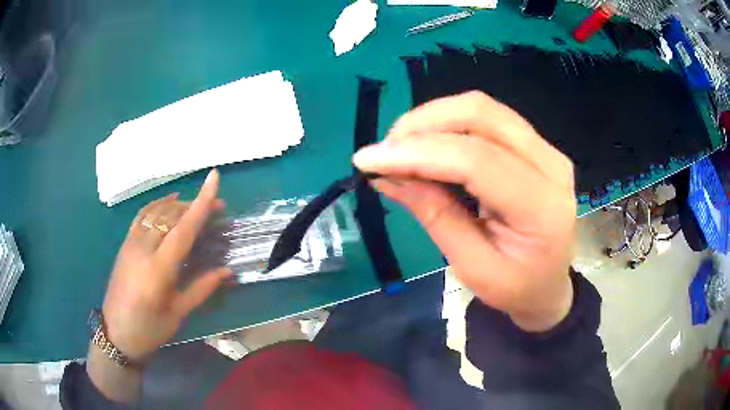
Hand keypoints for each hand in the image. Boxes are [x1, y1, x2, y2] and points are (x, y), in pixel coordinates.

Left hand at [101, 169, 230, 362]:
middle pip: (171, 215)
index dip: (201, 203)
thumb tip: (226, 271)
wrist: (116, 333)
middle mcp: (142, 249)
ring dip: (180, 205)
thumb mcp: (177, 314)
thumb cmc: (149, 329)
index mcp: (157, 270)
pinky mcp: (125, 243)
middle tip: (218, 208)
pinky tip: (169, 202)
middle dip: (195, 205)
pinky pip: (142, 215)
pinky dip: (158, 204)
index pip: (183, 229)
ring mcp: (131, 243)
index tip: (214, 178)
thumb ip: (201, 289)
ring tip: (197, 206)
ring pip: (157, 212)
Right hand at [353, 92, 575, 331]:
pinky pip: (488, 116)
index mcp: (543, 208)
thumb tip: (386, 174)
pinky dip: (450, 122)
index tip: (369, 159)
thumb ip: (434, 215)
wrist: (548, 284)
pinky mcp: (536, 143)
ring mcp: (547, 149)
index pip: (477, 160)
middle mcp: (551, 165)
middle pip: (482, 116)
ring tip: (400, 145)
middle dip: (424, 124)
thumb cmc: (514, 287)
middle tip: (385, 149)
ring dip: (434, 118)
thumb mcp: (471, 267)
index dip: (418, 153)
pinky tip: (428, 142)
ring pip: (483, 108)